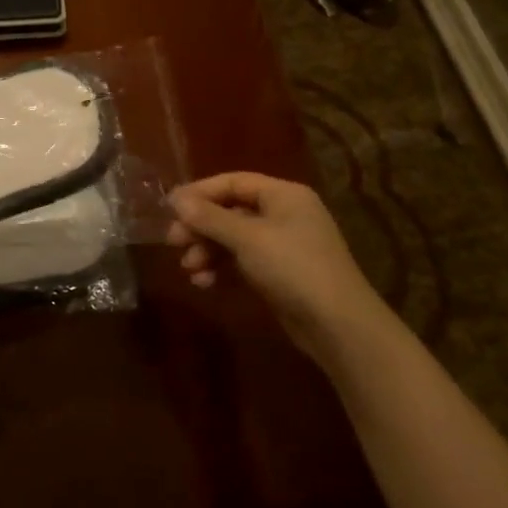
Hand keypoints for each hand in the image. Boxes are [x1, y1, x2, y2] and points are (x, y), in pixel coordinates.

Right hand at [167, 172, 388, 366]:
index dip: (200, 192)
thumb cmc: (293, 268)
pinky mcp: (279, 273)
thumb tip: (176, 199)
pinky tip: (204, 282)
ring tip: (187, 268)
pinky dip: (222, 268)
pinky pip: (242, 261)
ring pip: (233, 238)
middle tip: (173, 242)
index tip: (169, 208)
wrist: (338, 325)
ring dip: (207, 250)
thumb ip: (210, 217)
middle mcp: (284, 214)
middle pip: (231, 210)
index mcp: (283, 195)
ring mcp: (282, 245)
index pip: (233, 182)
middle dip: (201, 226)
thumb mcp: (247, 238)